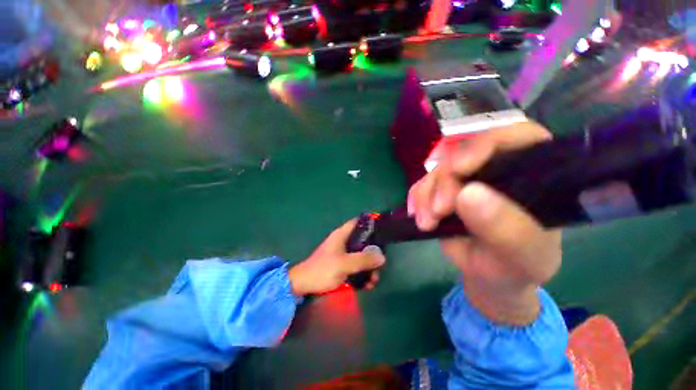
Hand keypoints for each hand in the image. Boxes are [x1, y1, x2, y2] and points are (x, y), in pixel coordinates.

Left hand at [288, 220, 385, 295]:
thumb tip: (382, 256)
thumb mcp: (344, 264)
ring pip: (361, 255)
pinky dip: (363, 274)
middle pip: (363, 241)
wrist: (303, 285)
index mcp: (342, 234)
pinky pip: (356, 266)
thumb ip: (363, 259)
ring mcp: (343, 254)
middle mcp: (343, 241)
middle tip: (379, 266)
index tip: (383, 231)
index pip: (358, 222)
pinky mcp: (342, 265)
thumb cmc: (323, 269)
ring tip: (373, 281)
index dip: (370, 223)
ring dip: (369, 267)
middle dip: (373, 253)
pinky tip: (367, 285)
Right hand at [407, 122, 560, 324]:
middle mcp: (497, 169)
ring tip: (427, 223)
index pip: (515, 136)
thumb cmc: (515, 267)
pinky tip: (418, 216)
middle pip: (464, 154)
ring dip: (427, 194)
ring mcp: (465, 179)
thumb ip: (506, 229)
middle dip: (446, 180)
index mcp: (533, 174)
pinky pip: (422, 184)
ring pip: (437, 170)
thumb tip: (467, 194)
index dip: (485, 144)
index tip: (459, 168)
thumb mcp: (522, 257)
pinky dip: (416, 198)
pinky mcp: (442, 190)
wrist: (489, 276)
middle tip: (439, 211)